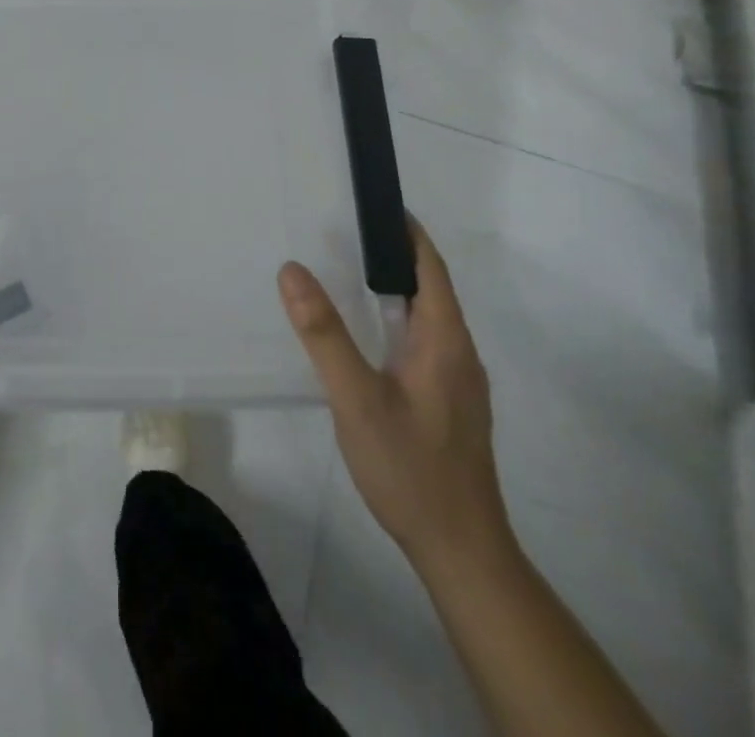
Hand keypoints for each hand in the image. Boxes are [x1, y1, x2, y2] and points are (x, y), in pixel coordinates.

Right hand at [278, 216, 511, 571]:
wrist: (462, 551)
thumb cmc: (410, 468)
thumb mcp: (356, 398)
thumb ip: (323, 334)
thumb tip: (292, 269)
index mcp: (444, 340)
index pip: (431, 267)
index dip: (407, 232)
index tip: (374, 204)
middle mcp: (459, 353)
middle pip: (431, 288)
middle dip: (393, 256)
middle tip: (343, 233)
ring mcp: (458, 381)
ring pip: (428, 318)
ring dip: (395, 289)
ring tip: (347, 274)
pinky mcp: (451, 403)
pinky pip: (425, 342)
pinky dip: (397, 320)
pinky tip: (368, 336)